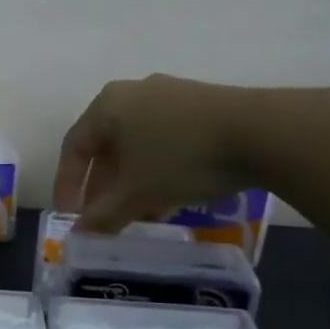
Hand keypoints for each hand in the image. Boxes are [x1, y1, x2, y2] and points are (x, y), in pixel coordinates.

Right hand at [52, 75, 272, 233]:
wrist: (262, 131)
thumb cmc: (182, 158)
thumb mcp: (137, 193)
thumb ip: (102, 215)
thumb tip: (79, 235)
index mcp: (107, 105)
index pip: (74, 148)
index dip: (67, 185)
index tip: (70, 216)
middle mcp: (133, 93)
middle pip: (107, 146)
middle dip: (103, 186)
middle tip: (104, 217)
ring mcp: (170, 95)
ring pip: (138, 145)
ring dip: (133, 182)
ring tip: (139, 214)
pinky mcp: (201, 104)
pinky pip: (166, 139)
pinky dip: (159, 169)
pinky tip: (171, 196)